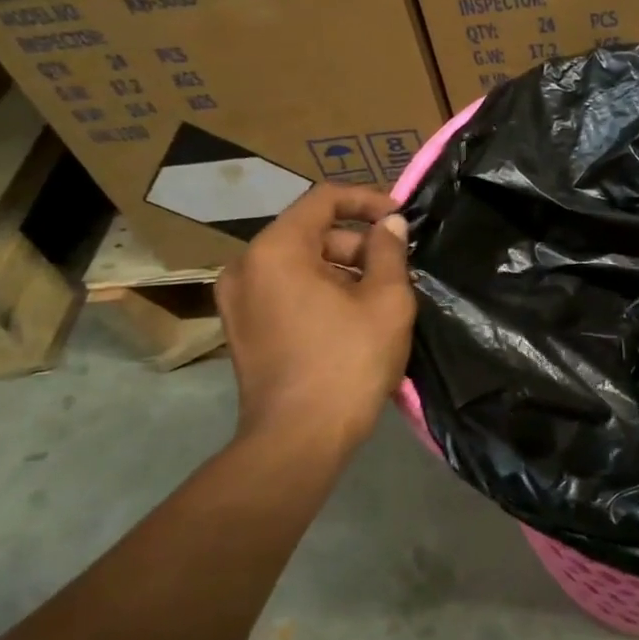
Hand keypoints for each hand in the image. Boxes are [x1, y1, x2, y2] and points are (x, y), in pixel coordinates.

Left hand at [215, 184, 414, 448]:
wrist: (299, 440)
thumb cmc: (348, 362)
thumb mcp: (386, 300)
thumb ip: (389, 251)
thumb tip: (389, 224)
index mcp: (276, 250)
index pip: (323, 199)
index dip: (368, 200)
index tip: (401, 218)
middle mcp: (246, 266)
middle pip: (310, 232)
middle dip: (357, 243)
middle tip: (396, 269)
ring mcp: (237, 300)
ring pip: (298, 263)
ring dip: (341, 269)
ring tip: (380, 297)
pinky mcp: (241, 329)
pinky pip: (285, 290)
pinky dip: (319, 291)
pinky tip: (351, 318)